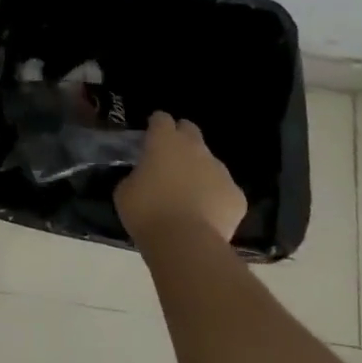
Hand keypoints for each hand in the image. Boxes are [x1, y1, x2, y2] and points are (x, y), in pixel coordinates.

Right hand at [115, 112, 247, 249]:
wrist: (185, 243)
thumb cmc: (147, 212)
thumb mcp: (125, 191)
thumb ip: (136, 176)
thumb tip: (143, 177)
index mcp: (164, 141)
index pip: (161, 119)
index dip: (155, 126)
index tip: (150, 137)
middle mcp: (195, 148)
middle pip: (190, 130)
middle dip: (181, 139)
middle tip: (170, 159)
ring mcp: (220, 170)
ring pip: (210, 162)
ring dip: (199, 171)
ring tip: (188, 194)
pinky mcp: (236, 195)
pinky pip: (224, 190)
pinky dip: (215, 197)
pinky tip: (205, 215)